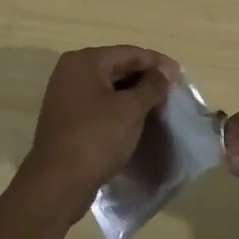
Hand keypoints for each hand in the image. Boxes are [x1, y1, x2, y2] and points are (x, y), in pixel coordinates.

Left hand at [17, 45, 174, 219]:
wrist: (57, 185)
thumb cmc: (96, 138)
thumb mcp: (130, 110)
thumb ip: (152, 86)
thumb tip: (164, 72)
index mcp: (84, 61)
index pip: (129, 53)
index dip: (158, 63)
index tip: (181, 77)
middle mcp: (71, 72)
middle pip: (118, 67)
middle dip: (146, 79)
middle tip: (172, 92)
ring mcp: (66, 96)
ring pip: (109, 88)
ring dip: (134, 95)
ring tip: (159, 107)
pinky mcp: (67, 119)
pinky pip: (100, 105)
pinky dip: (119, 109)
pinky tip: (137, 121)